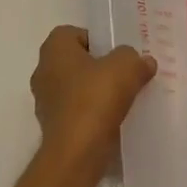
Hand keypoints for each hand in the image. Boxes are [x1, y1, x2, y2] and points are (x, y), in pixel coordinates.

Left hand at [30, 25, 155, 165]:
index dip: (98, 40)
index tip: (117, 54)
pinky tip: (111, 121)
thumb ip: (135, 59)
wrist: (77, 153)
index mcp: (54, 49)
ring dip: (94, 92)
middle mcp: (43, 71)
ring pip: (75, 88)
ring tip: (121, 100)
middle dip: (98, 67)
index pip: (75, 33)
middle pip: (75, 61)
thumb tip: (143, 62)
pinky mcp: (51, 128)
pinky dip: (91, 114)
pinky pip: (75, 112)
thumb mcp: (126, 67)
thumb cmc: (95, 98)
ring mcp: (44, 102)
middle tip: (123, 75)